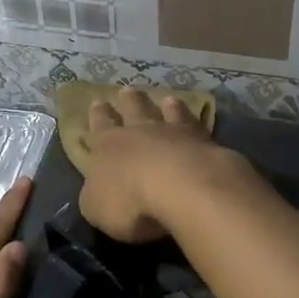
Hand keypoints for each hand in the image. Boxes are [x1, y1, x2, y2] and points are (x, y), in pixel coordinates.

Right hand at [78, 88, 241, 242]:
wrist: (183, 188)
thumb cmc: (130, 202)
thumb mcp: (96, 207)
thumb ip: (95, 195)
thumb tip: (96, 188)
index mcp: (108, 146)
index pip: (100, 126)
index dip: (98, 115)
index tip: (97, 102)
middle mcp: (139, 132)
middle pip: (133, 109)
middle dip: (128, 100)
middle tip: (126, 90)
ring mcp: (173, 133)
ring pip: (167, 113)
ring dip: (165, 106)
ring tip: (167, 99)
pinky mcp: (203, 141)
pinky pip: (194, 124)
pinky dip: (191, 117)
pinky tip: (195, 115)